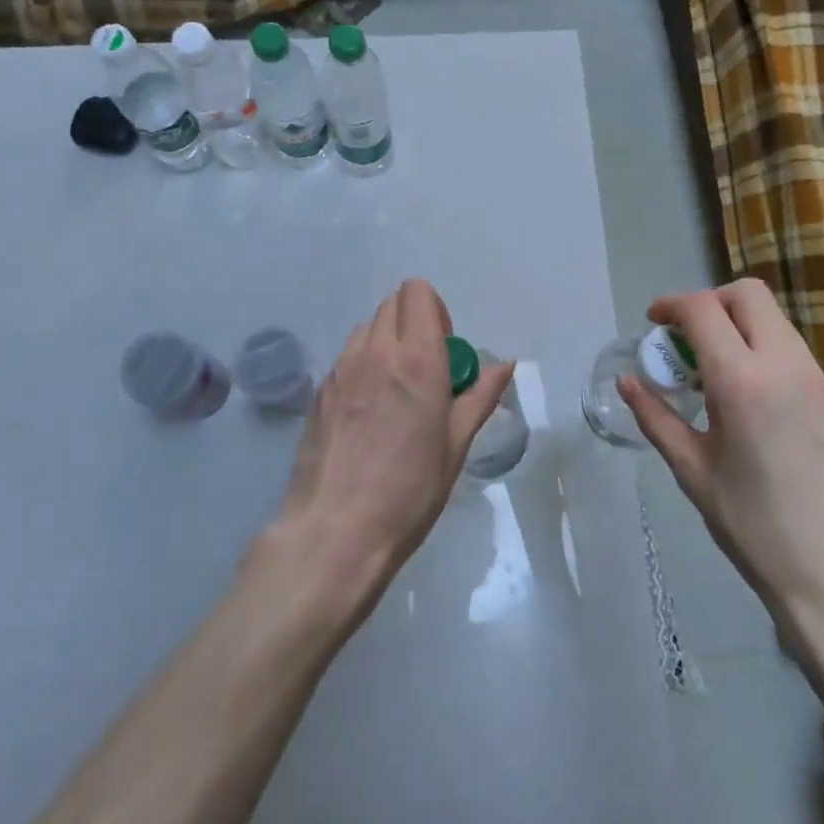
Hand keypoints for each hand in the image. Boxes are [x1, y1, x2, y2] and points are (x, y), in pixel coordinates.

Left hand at [272, 279, 513, 608]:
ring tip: (395, 390)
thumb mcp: (455, 446)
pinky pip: (347, 358)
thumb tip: (504, 364)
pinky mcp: (319, 390)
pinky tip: (368, 413)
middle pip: (392, 304)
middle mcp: (376, 352)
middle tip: (425, 369)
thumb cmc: (409, 491)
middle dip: (413, 322)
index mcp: (417, 359)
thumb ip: (479, 396)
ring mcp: (341, 369)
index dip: (435, 310)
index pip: (418, 293)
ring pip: (367, 328)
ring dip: (386, 342)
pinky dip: (363, 366)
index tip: (445, 347)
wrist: (335, 530)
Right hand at [619, 279, 823, 622]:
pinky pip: (791, 349)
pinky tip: (745, 396)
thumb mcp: (693, 470)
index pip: (703, 309)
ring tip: (711, 372)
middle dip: (709, 303)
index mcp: (742, 381)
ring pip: (773, 319)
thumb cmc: (754, 526)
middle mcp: (785, 365)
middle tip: (684, 340)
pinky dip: (760, 348)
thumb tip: (628, 382)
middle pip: (747, 295)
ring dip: (736, 325)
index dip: (671, 305)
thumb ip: (656, 417)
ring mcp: (817, 379)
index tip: (652, 323)